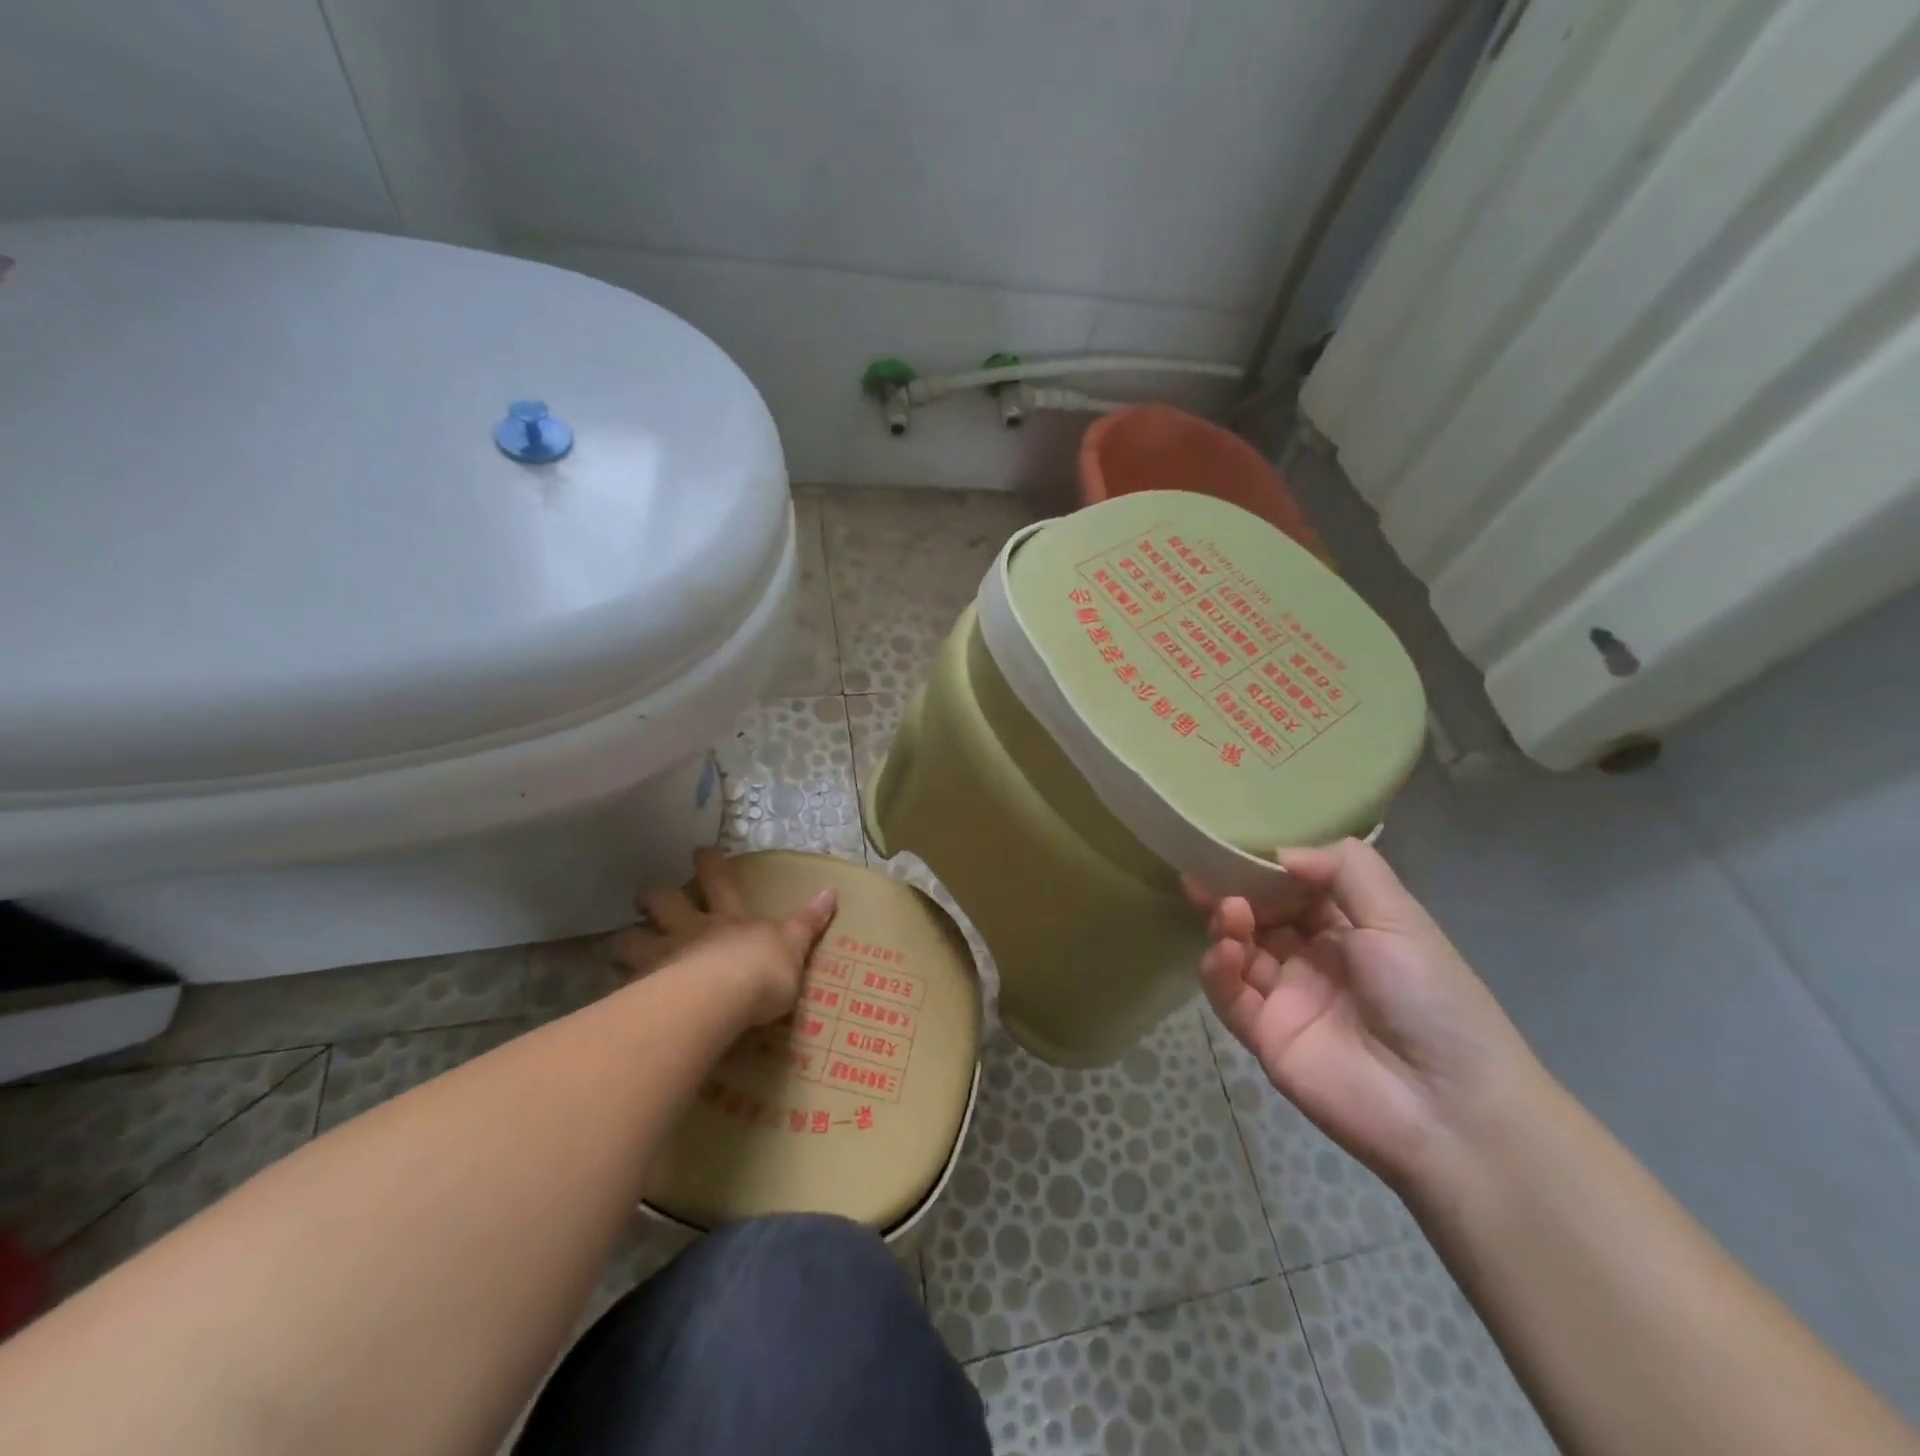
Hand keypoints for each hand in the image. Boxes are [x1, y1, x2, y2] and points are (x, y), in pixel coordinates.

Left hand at [613, 847, 837, 1025]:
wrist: (725, 995)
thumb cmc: (764, 970)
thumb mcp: (795, 946)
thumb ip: (808, 922)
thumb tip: (831, 891)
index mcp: (731, 919)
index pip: (721, 883)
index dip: (710, 865)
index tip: (700, 850)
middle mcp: (693, 930)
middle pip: (666, 902)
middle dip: (655, 896)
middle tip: (645, 897)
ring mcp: (665, 956)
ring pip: (633, 938)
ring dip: (626, 939)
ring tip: (619, 945)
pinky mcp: (645, 988)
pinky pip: (624, 982)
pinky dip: (620, 984)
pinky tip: (615, 994)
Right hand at [1190, 838, 1540, 1189]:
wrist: (1448, 1108)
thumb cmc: (1429, 998)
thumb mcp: (1399, 918)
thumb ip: (1344, 869)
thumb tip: (1280, 853)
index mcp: (1351, 931)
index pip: (1296, 889)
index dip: (1268, 870)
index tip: (1237, 849)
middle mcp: (1315, 960)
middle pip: (1260, 917)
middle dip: (1234, 893)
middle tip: (1206, 876)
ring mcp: (1286, 998)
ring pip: (1238, 950)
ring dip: (1226, 925)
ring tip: (1229, 913)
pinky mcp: (1264, 1034)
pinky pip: (1229, 995)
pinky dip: (1218, 969)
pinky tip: (1225, 951)